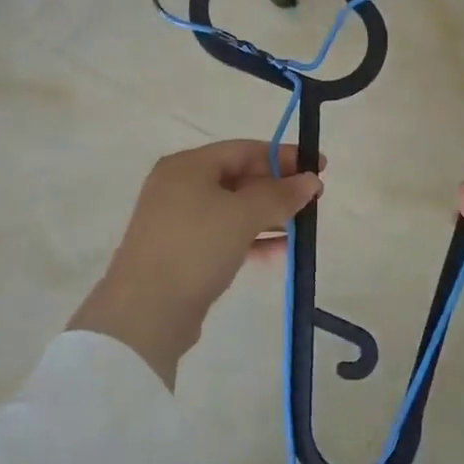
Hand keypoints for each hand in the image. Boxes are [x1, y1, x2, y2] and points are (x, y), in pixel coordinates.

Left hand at [69, 141, 322, 386]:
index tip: (318, 166)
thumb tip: (311, 179)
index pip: (244, 149)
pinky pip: (225, 235)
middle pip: (238, 177)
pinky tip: (282, 250)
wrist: (145, 314)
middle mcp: (179, 186)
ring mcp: (178, 221)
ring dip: (268, 215)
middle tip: (313, 199)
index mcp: (188, 165)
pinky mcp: (182, 253)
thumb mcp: (242, 215)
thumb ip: (280, 195)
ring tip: (304, 226)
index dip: (283, 156)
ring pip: (233, 209)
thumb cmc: (194, 248)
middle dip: (277, 187)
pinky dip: (252, 239)